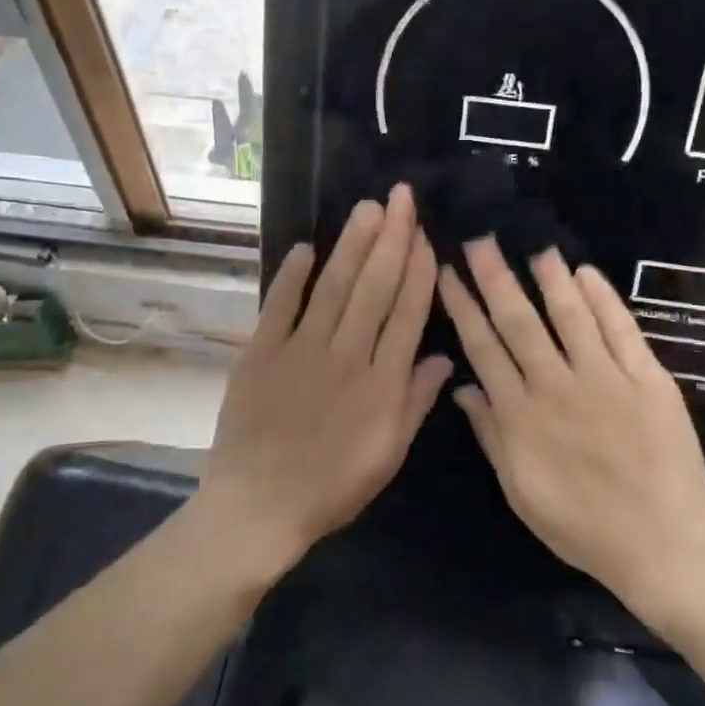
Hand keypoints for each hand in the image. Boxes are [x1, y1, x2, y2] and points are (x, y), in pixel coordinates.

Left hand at [199, 185, 452, 576]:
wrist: (259, 508)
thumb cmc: (332, 487)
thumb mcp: (388, 454)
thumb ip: (416, 402)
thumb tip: (445, 358)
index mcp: (382, 382)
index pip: (407, 314)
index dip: (419, 271)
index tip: (426, 235)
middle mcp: (347, 355)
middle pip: (374, 288)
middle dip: (391, 239)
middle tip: (400, 197)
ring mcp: (301, 350)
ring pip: (333, 287)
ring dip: (352, 245)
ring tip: (367, 208)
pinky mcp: (261, 353)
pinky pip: (280, 306)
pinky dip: (292, 276)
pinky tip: (307, 246)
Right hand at [437, 239, 704, 619]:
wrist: (663, 545)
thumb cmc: (583, 526)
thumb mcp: (520, 491)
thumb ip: (490, 435)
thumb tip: (461, 387)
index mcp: (521, 414)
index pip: (482, 346)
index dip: (462, 306)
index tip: (448, 271)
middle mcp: (556, 385)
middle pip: (518, 321)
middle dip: (495, 276)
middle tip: (481, 237)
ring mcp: (604, 378)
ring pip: (570, 315)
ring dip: (550, 277)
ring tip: (534, 244)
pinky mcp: (647, 378)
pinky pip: (621, 329)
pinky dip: (603, 298)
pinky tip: (587, 273)